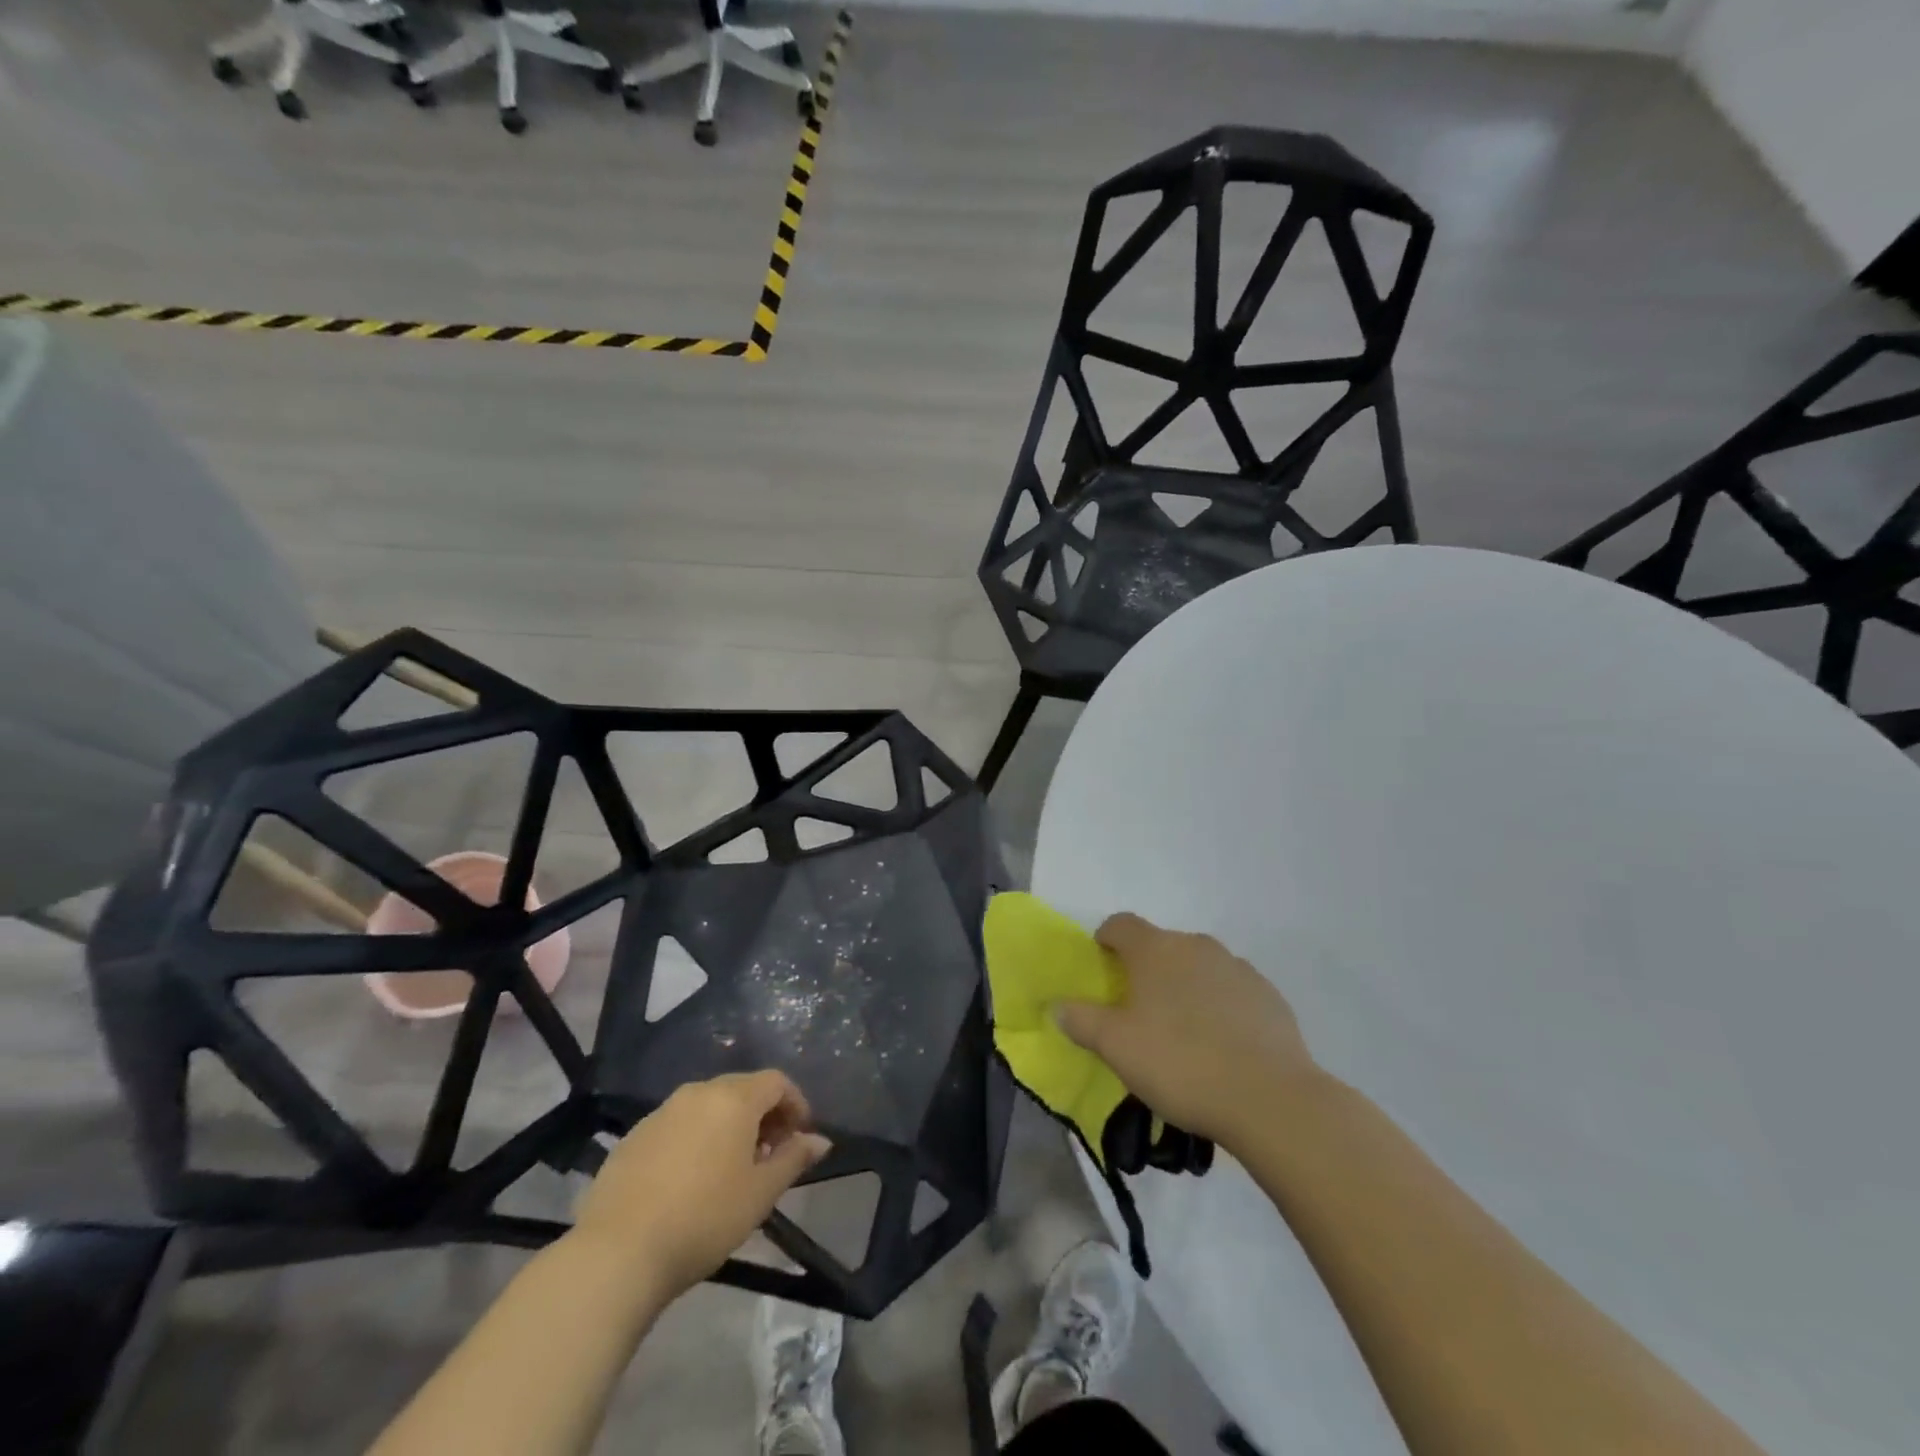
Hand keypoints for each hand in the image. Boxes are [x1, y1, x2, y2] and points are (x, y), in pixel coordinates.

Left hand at [572, 1070, 830, 1300]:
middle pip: (742, 1089)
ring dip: (729, 1126)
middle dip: (763, 1115)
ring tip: (731, 1169)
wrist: (617, 1252)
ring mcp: (662, 1112)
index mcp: (734, 1098)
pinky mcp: (634, 1136)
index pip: (776, 1082)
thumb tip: (820, 1140)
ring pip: (708, 1106)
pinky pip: (678, 1124)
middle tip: (770, 1155)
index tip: (800, 1137)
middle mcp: (699, 1092)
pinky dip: (696, 1138)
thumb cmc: (704, 1219)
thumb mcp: (760, 1193)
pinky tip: (691, 1179)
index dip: (795, 1104)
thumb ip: (793, 1159)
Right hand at [1054, 913, 1319, 1151]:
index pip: (1120, 924)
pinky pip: (1232, 991)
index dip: (1105, 940)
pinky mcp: (1269, 996)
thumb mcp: (1116, 1047)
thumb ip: (1081, 1020)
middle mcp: (1197, 946)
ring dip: (1185, 987)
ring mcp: (1238, 968)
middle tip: (1138, 1012)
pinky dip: (1220, 1006)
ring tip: (1182, 1033)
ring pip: (1198, 967)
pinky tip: (1221, 1046)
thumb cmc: (1180, 1063)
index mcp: (1156, 949)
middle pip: (1161, 946)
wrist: (1270, 1099)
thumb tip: (1057, 1006)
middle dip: (1146, 970)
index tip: (1101, 968)